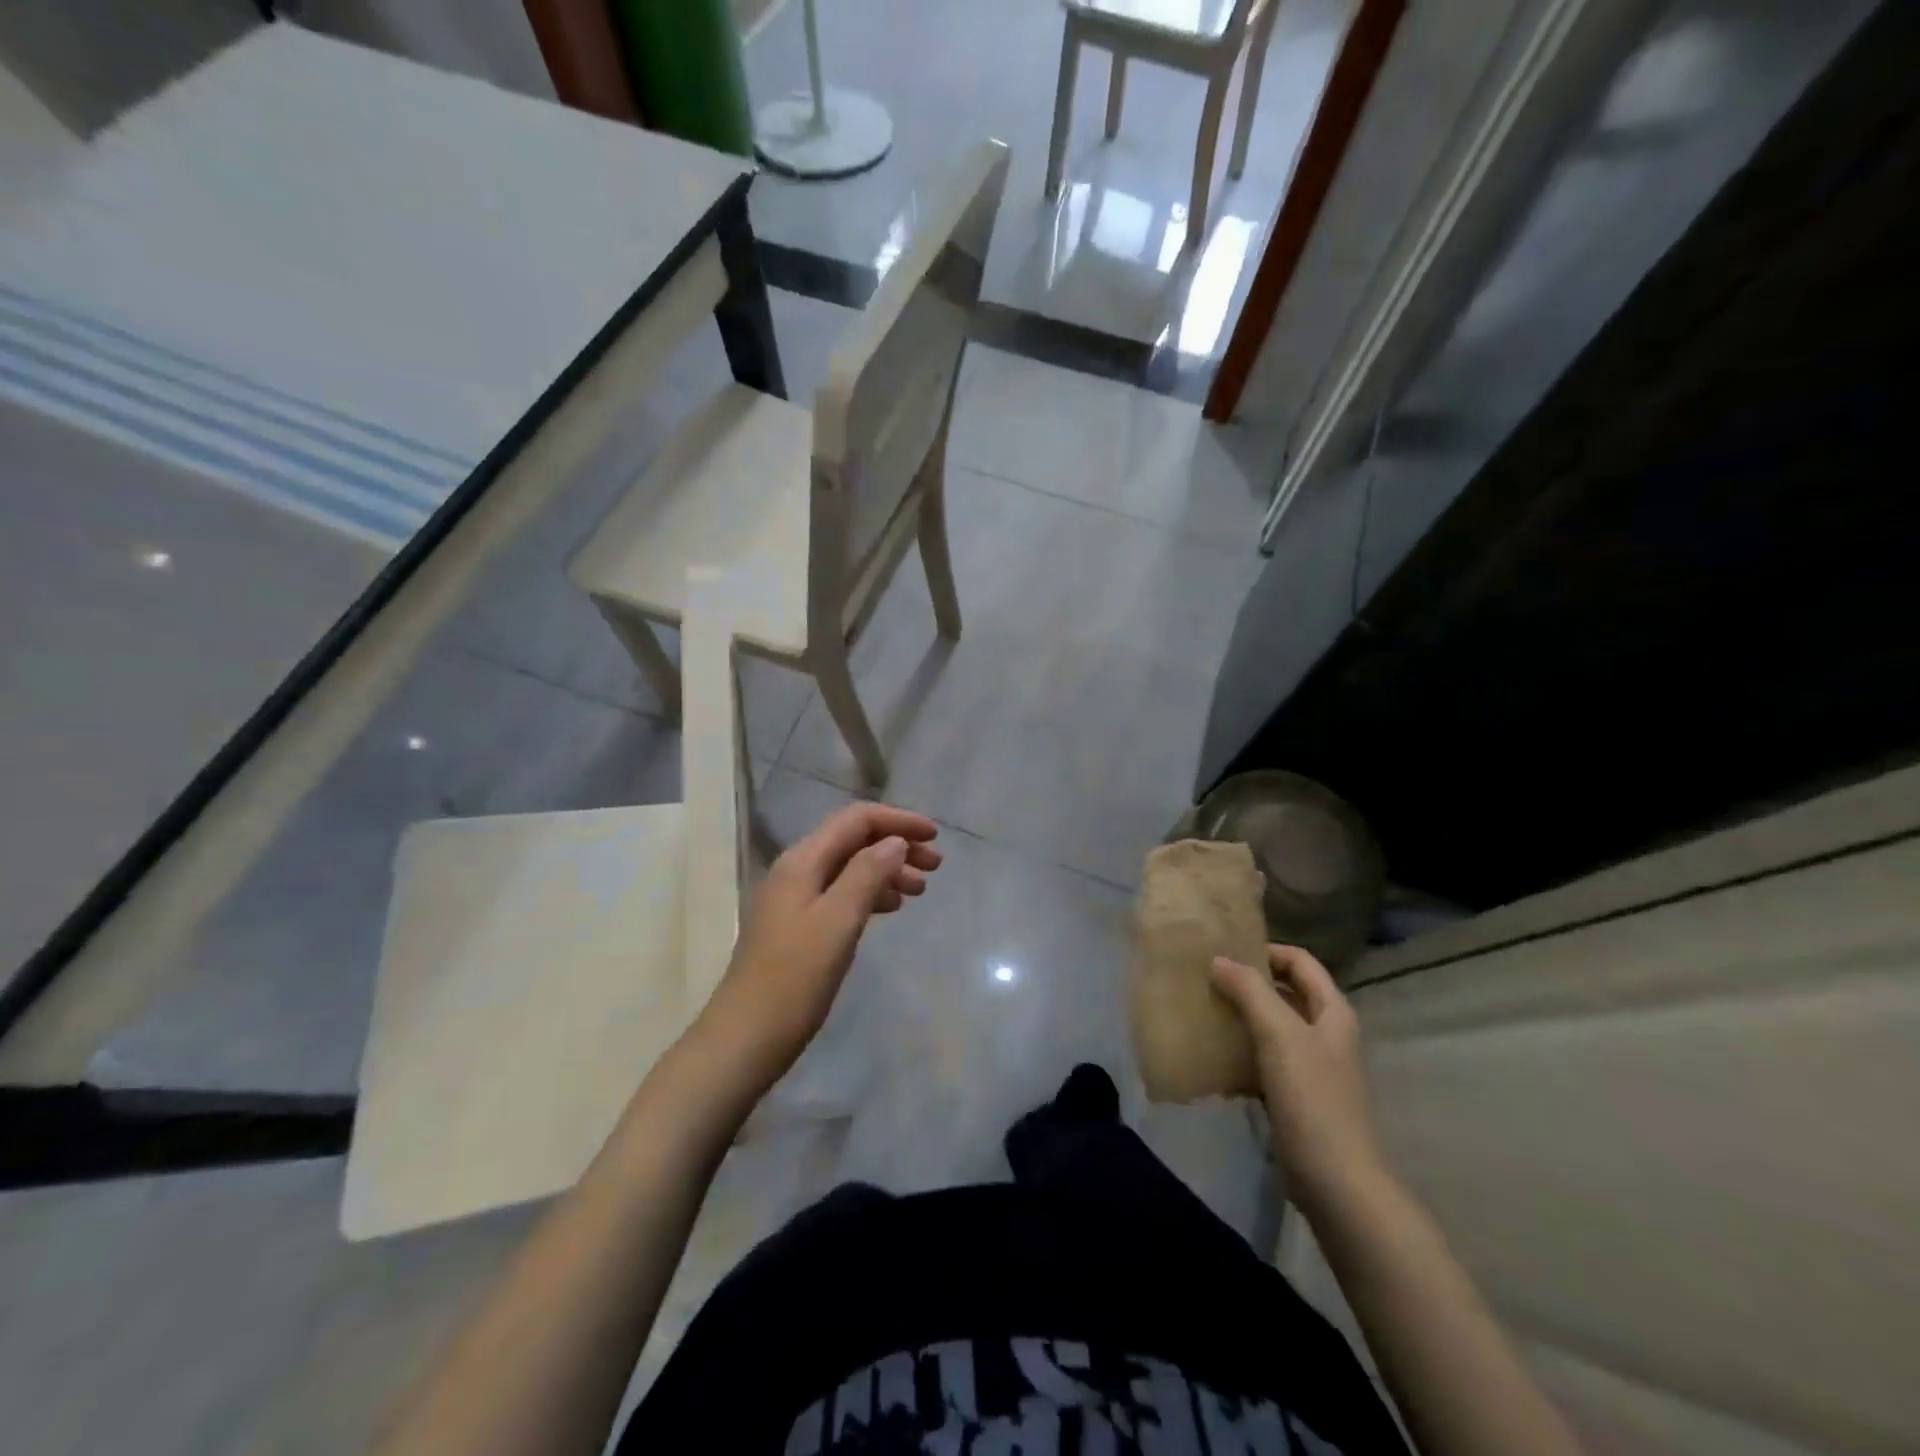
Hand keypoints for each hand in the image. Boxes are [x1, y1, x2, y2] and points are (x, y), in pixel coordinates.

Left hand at [699, 803, 941, 1091]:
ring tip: (920, 891)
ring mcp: (795, 900)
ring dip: (886, 870)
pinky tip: (889, 909)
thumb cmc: (795, 978)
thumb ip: (867, 874)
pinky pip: (841, 894)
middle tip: (936, 867)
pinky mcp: (798, 927)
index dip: (898, 821)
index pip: (855, 820)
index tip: (935, 837)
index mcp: (802, 861)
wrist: (745, 1039)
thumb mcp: (838, 921)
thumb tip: (895, 842)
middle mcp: (796, 871)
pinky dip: (870, 894)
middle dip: (896, 845)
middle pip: (853, 841)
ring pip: (849, 868)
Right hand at [1210, 945, 1386, 1213]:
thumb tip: (1219, 960)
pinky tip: (1213, 1060)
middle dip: (1247, 983)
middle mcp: (1326, 1034)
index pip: (1300, 962)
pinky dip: (1241, 1054)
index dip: (1266, 951)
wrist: (1337, 1183)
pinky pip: (1264, 1062)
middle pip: (1285, 993)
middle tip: (1206, 980)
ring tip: (1203, 1013)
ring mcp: (1312, 1067)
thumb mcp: (1280, 1034)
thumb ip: (1250, 991)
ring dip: (1241, 1018)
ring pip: (1272, 1027)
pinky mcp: (1296, 1097)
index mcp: (1332, 1012)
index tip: (1225, 952)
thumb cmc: (1313, 1098)